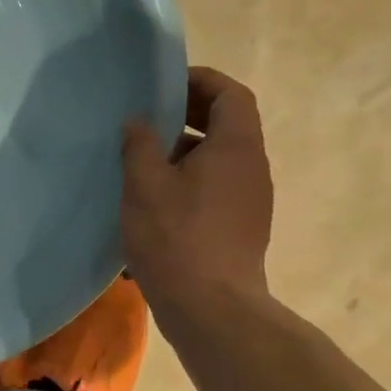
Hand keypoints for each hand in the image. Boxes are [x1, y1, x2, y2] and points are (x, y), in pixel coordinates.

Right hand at [121, 67, 272, 305]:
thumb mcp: (145, 185)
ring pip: (220, 157)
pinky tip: (155, 199)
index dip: (201, 81)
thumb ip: (140, 145)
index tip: (163, 85)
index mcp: (236, 147)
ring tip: (143, 160)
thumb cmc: (176, 238)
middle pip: (228, 124)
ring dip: (185, 150)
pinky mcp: (241, 227)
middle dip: (188, 114)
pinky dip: (190, 178)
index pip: (231, 94)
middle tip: (147, 119)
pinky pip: (217, 186)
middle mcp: (252, 168)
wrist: (212, 309)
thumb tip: (138, 122)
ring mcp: (251, 200)